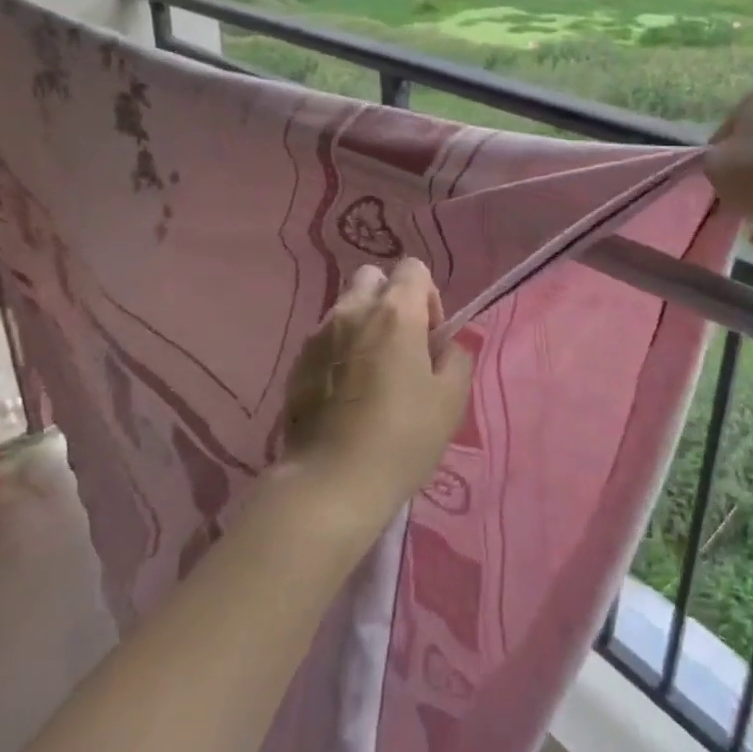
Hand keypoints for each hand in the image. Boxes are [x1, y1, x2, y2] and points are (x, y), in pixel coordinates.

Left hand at [279, 259, 473, 535]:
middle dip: (390, 301)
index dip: (428, 296)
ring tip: (371, 375)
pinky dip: (339, 351)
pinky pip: (324, 339)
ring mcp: (318, 335)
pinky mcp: (296, 363)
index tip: (430, 338)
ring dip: (363, 326)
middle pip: (372, 278)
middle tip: (401, 347)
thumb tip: (446, 345)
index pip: (413, 269)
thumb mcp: (450, 401)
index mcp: (395, 313)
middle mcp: (352, 311)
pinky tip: (345, 394)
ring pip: (345, 309)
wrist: (331, 482)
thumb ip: (456, 358)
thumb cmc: (402, 438)